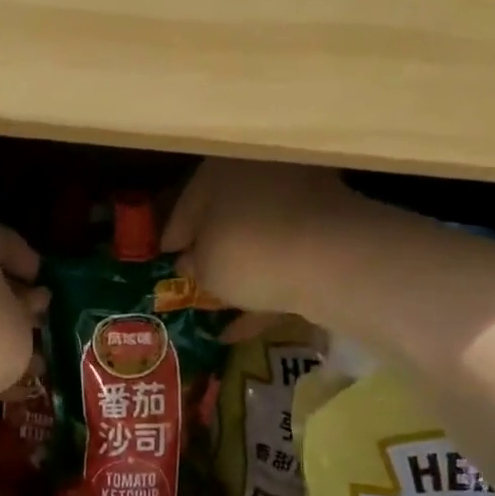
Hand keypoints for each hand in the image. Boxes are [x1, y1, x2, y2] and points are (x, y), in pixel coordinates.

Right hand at [161, 160, 364, 323]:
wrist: (330, 259)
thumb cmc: (247, 252)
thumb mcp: (204, 266)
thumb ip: (192, 265)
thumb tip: (189, 264)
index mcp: (221, 169)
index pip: (187, 204)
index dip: (173, 237)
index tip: (165, 259)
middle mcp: (261, 172)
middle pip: (227, 216)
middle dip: (211, 248)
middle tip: (194, 277)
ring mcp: (301, 197)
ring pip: (260, 237)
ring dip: (242, 270)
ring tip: (220, 304)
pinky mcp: (330, 229)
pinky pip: (289, 258)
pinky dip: (269, 286)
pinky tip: (245, 326)